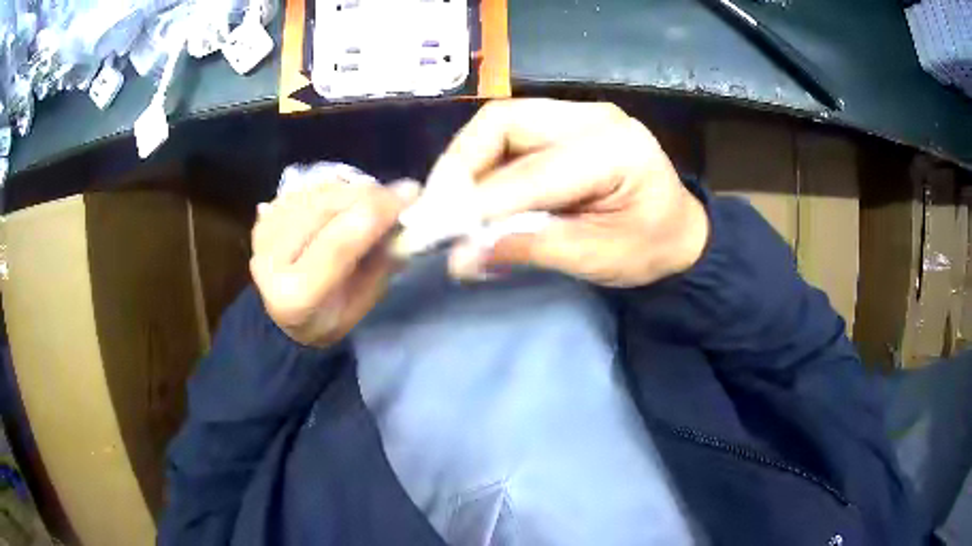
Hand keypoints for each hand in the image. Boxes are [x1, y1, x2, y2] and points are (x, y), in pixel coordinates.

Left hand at [250, 179, 417, 346]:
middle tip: (400, 194)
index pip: (338, 244)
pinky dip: (333, 189)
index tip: (411, 195)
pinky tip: (346, 201)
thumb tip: (403, 219)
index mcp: (296, 295)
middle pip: (325, 208)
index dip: (376, 213)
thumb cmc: (330, 317)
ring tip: (375, 199)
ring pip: (316, 192)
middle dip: (369, 194)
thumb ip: (381, 262)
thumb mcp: (363, 303)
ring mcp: (264, 234)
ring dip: (353, 189)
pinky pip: (307, 189)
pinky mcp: (263, 217)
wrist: (283, 316)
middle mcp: (270, 260)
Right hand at [430, 99, 709, 287]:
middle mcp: (593, 117)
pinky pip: (510, 133)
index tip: (436, 231)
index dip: (479, 201)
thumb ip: (528, 249)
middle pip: (504, 121)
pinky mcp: (565, 122)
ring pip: (500, 122)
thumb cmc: (649, 250)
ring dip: (467, 161)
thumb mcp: (597, 258)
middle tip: (438, 210)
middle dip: (461, 165)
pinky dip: (484, 162)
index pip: (532, 172)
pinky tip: (475, 191)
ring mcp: (578, 113)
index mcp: (615, 150)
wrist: (679, 233)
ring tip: (450, 203)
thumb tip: (460, 258)